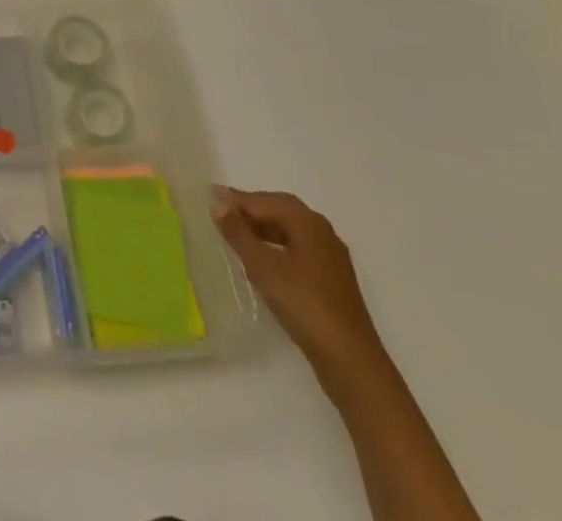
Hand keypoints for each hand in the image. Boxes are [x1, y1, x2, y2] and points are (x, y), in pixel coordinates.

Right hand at [210, 187, 384, 377]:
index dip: (236, 200)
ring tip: (235, 236)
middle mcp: (323, 233)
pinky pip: (298, 250)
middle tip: (221, 213)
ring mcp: (331, 259)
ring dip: (263, 229)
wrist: (351, 363)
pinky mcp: (332, 281)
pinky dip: (276, 248)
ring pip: (290, 231)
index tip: (209, 199)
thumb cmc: (304, 305)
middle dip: (250, 210)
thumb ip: (238, 233)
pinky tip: (261, 263)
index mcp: (308, 223)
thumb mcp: (263, 267)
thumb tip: (217, 203)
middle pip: (280, 211)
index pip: (265, 201)